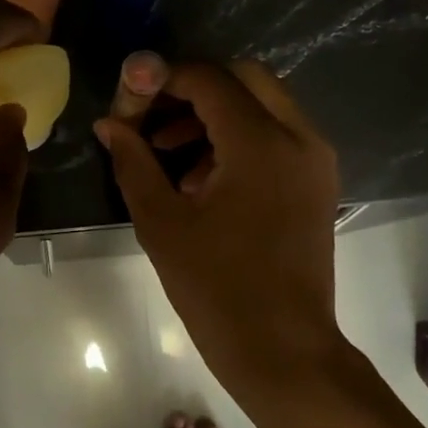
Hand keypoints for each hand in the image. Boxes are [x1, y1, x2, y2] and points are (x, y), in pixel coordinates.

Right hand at [96, 62, 344, 396]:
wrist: (282, 349)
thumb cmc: (216, 288)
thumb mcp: (161, 222)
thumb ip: (133, 161)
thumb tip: (109, 125)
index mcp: (260, 142)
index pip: (208, 79)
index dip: (162, 81)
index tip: (129, 105)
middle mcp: (298, 137)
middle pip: (244, 78)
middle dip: (193, 91)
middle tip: (154, 123)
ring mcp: (315, 159)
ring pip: (263, 104)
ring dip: (215, 114)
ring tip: (170, 156)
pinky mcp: (318, 182)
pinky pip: (277, 134)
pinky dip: (240, 137)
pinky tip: (203, 179)